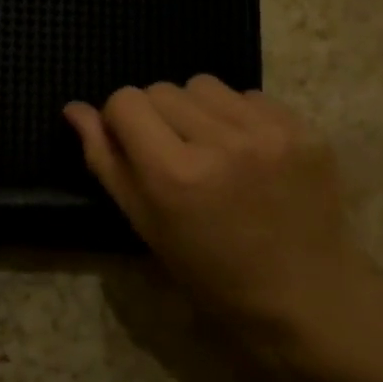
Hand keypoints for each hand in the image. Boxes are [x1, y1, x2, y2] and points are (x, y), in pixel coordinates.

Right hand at [65, 77, 382, 374]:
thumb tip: (75, 109)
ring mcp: (268, 132)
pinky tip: (248, 153)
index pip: (126, 101)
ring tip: (211, 149)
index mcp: (174, 174)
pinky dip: (238, 116)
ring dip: (196, 111)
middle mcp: (220, 141)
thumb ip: (106, 162)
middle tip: (174, 155)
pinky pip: (249, 96)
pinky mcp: (303, 128)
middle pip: (162, 89)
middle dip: (157, 117)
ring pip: (204, 85)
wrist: (306, 296)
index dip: (120, 121)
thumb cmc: (212, 273)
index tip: (132, 147)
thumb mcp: (146, 225)